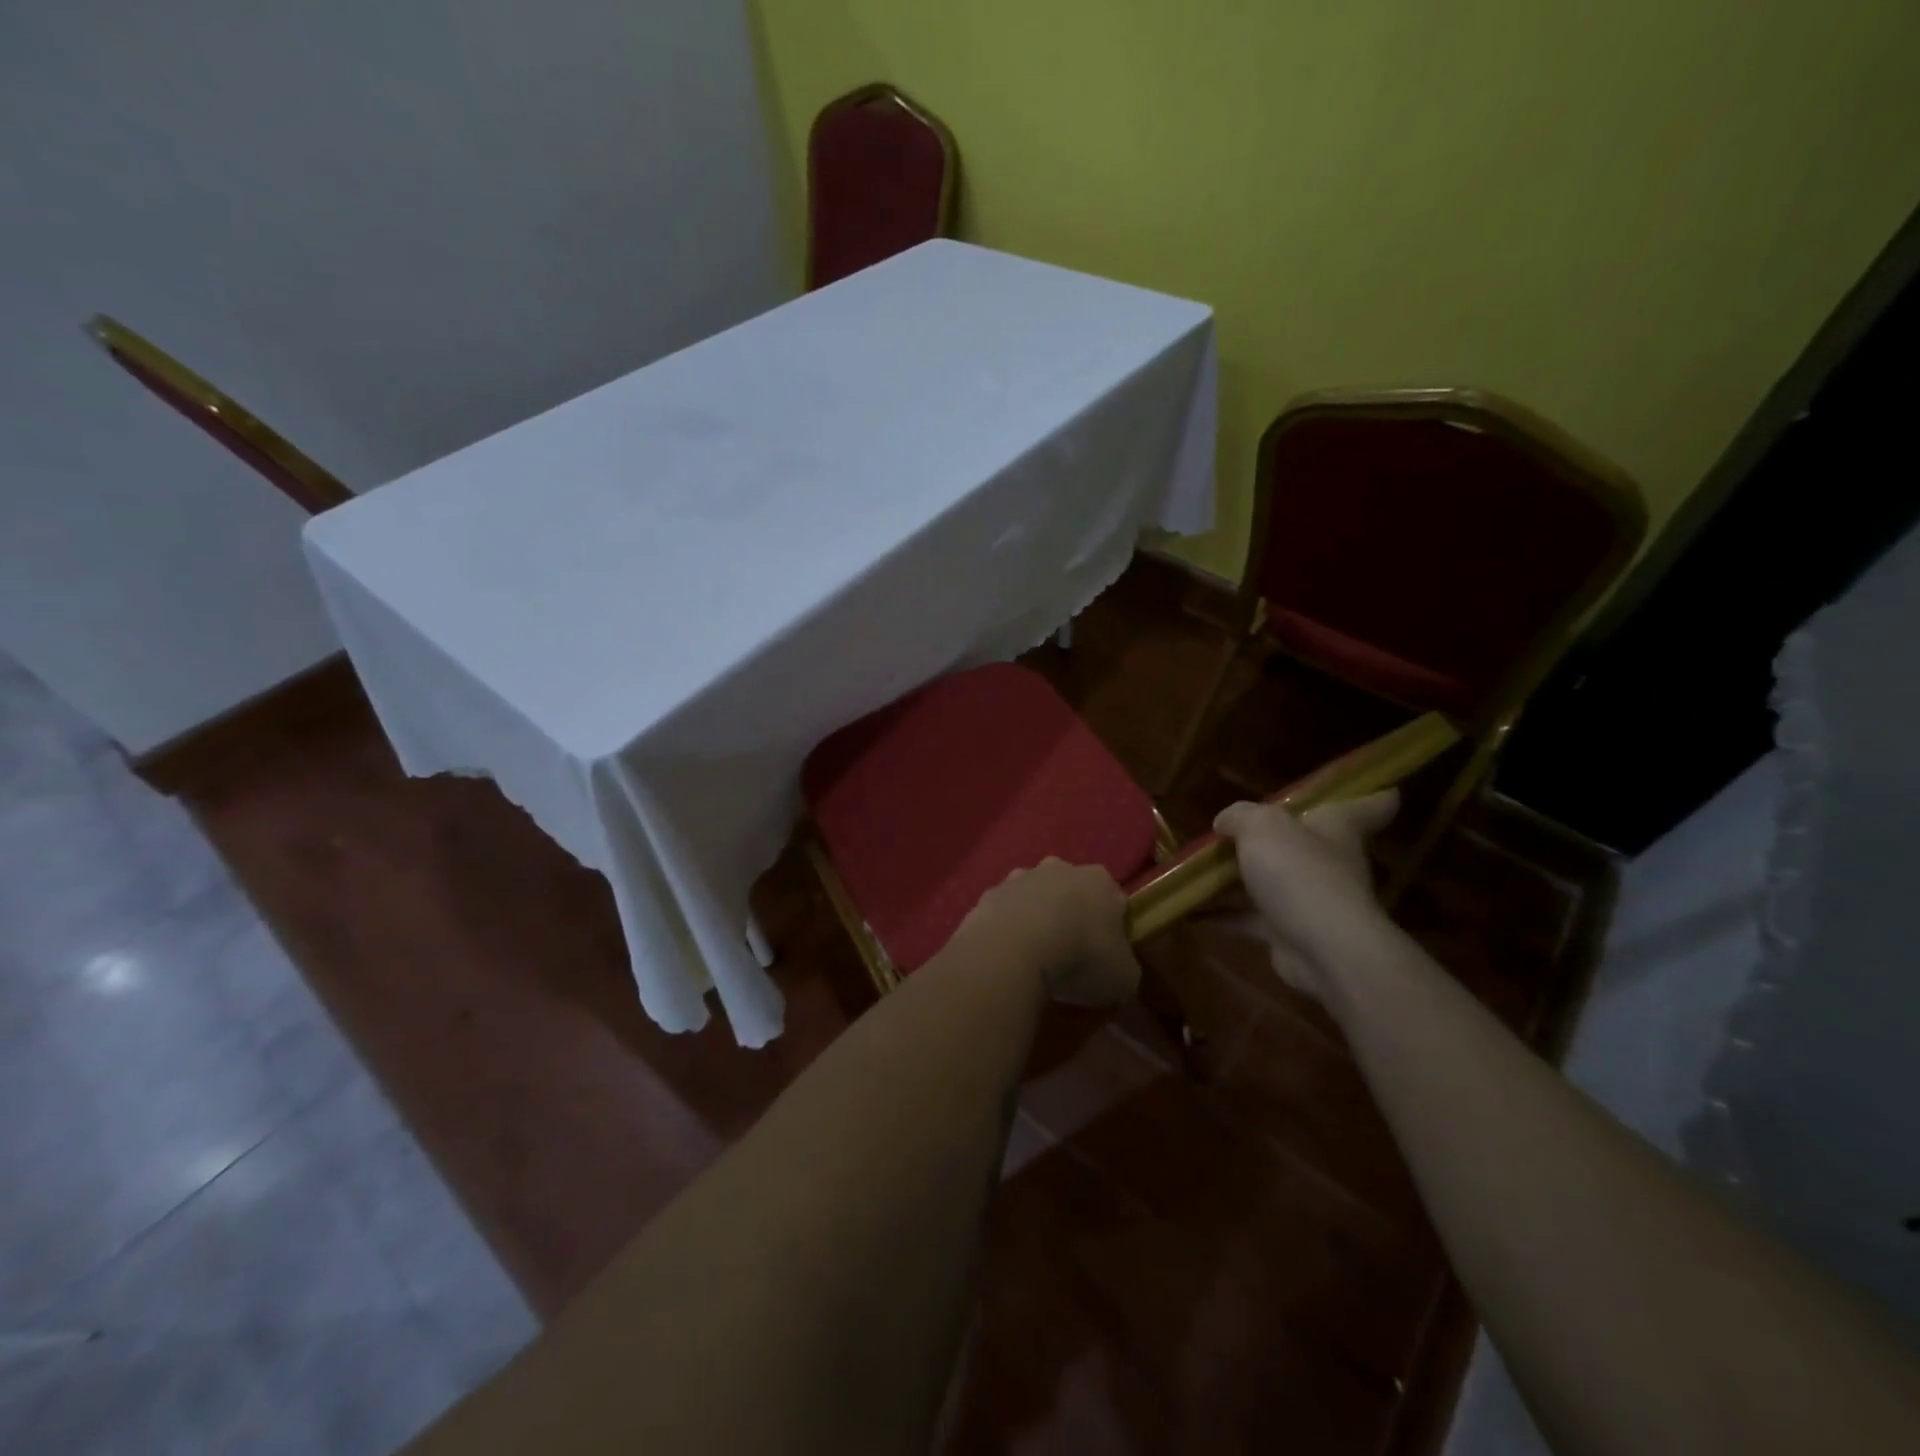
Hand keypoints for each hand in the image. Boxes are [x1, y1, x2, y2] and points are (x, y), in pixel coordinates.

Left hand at [954, 859, 1140, 1008]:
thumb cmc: (1080, 958)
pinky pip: (1003, 913)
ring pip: (1033, 897)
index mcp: (1099, 881)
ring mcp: (1019, 878)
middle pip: (1070, 891)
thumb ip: (1124, 967)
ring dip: (1035, 919)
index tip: (1106, 955)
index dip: (1112, 927)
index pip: (1113, 899)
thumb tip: (1117, 969)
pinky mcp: (988, 895)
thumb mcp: (1124, 977)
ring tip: (1033, 958)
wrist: (1013, 950)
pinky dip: (1006, 930)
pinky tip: (1006, 957)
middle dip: (1070, 915)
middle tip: (1069, 954)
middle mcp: (1059, 868)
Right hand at [1212, 791, 1399, 1000]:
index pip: (1368, 806)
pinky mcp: (1289, 934)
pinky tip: (1191, 909)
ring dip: (1238, 878)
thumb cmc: (1299, 873)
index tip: (1383, 789)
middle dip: (1276, 839)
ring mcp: (1310, 900)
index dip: (1373, 796)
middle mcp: (1329, 862)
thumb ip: (1239, 816)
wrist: (1321, 948)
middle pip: (1306, 843)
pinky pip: (1250, 918)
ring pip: (1271, 882)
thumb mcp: (1261, 827)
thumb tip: (1225, 822)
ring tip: (1197, 869)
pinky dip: (1222, 914)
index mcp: (1336, 827)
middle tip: (1234, 830)